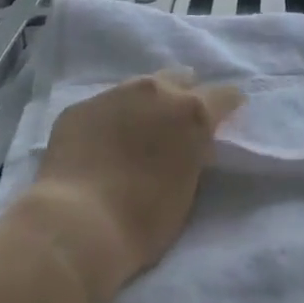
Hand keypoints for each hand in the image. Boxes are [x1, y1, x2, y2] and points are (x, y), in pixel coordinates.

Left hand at [19, 70, 242, 302]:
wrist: (76, 225)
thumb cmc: (142, 221)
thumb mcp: (186, 189)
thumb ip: (192, 154)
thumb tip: (191, 144)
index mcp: (191, 112)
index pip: (225, 95)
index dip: (227, 107)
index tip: (224, 119)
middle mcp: (156, 91)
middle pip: (180, 78)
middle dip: (183, 96)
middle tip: (175, 124)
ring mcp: (114, 94)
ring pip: (139, 88)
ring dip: (144, 105)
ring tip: (136, 132)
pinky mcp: (80, 107)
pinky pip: (104, 107)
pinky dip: (109, 120)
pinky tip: (100, 145)